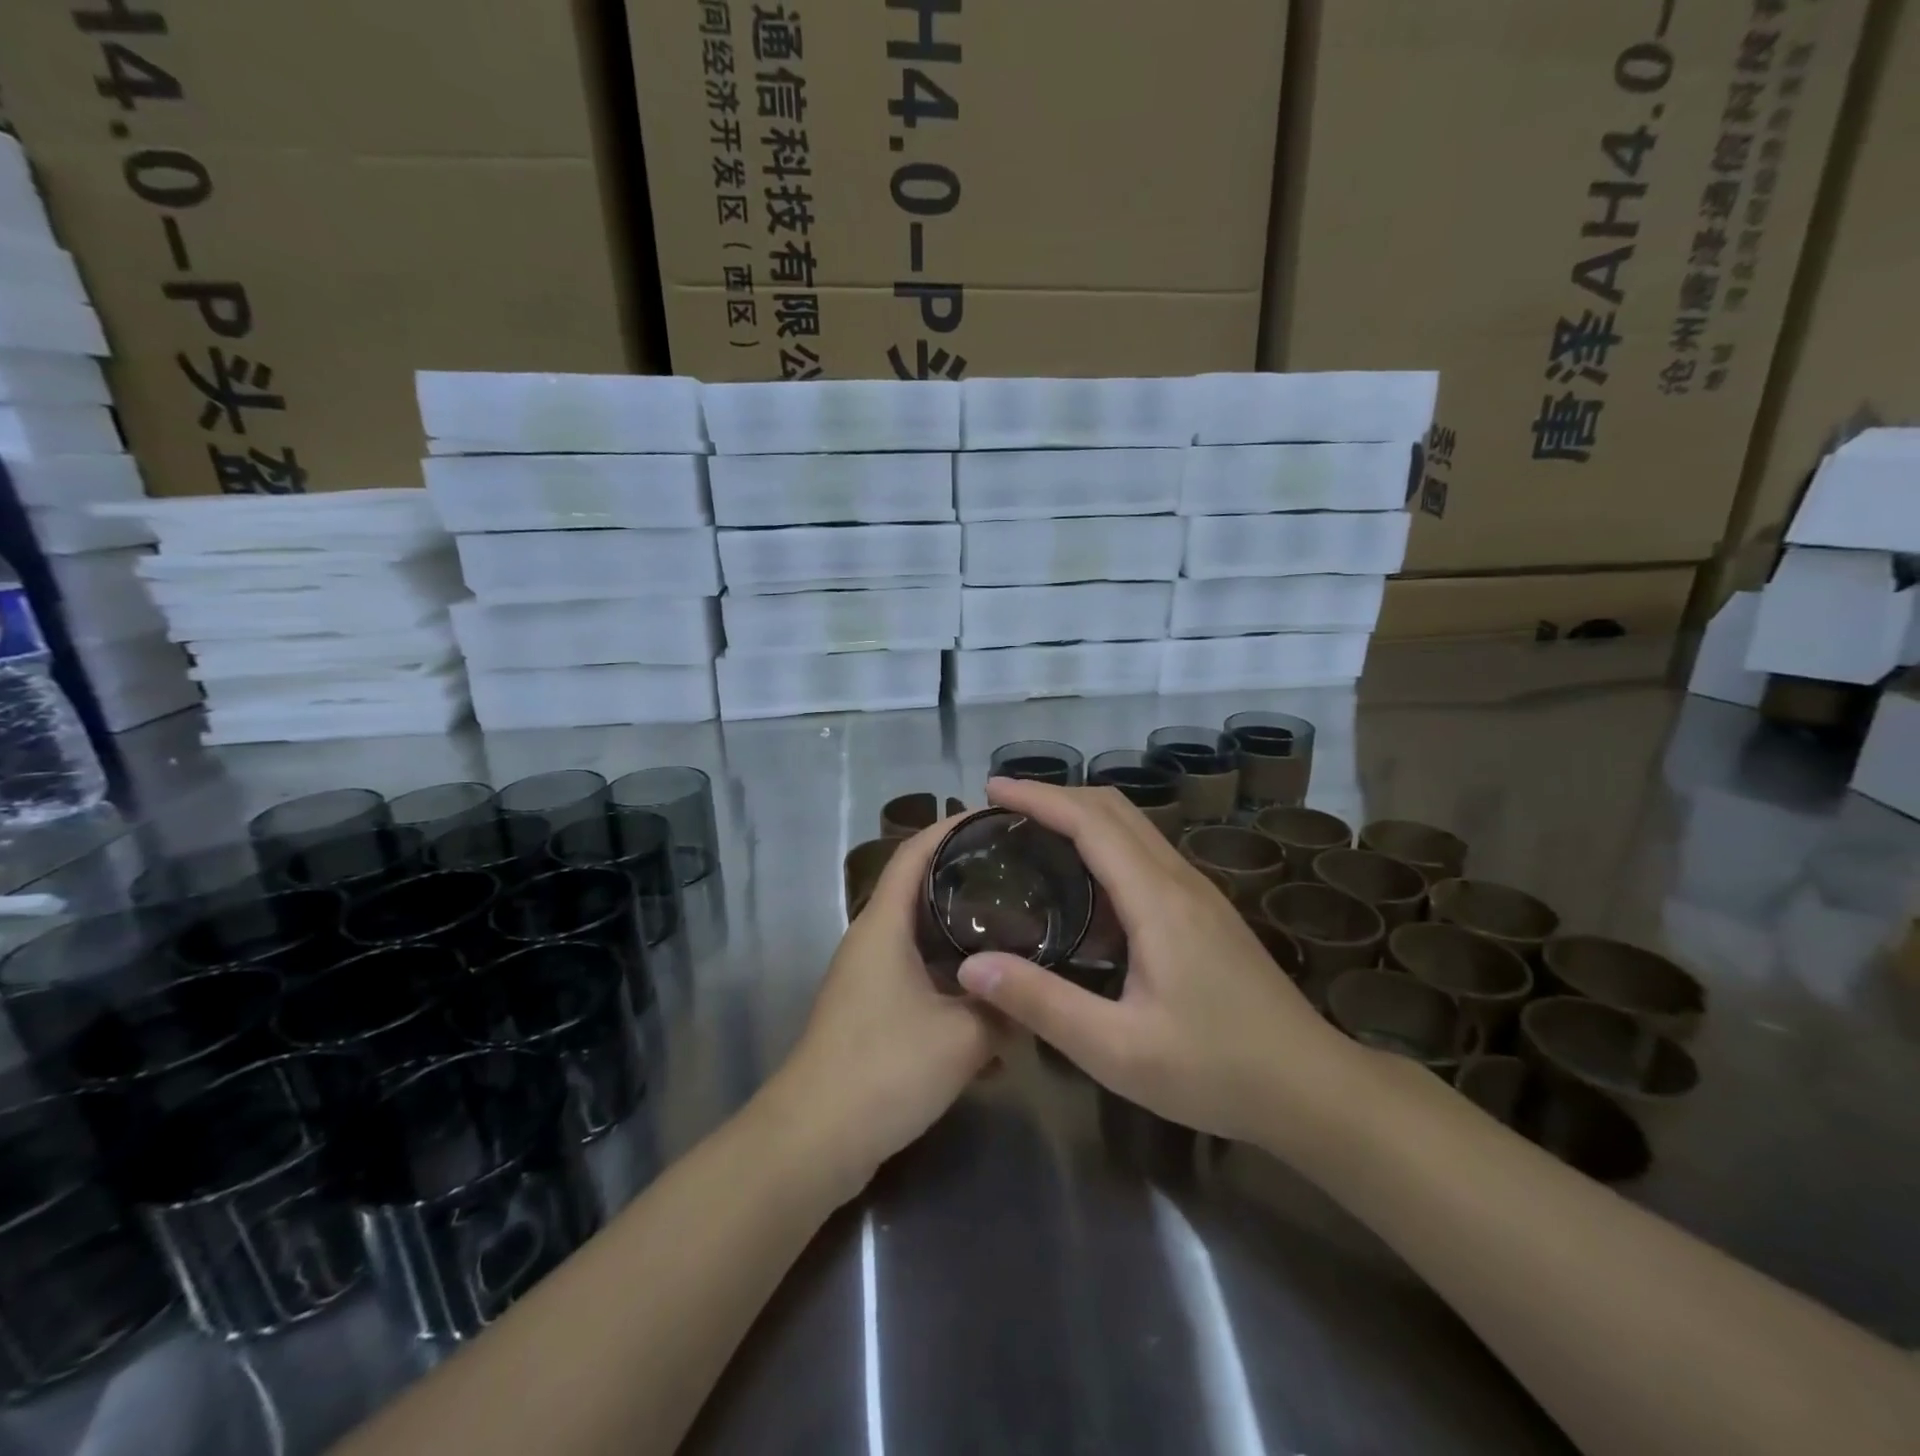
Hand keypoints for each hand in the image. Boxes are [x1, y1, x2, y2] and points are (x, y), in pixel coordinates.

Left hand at [770, 817, 999, 1197]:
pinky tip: (994, 1003)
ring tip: (1018, 929)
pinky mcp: (874, 1011)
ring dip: (965, 933)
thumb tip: (1034, 993)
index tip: (998, 816)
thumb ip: (1005, 1010)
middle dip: (969, 878)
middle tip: (1023, 873)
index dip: (954, 827)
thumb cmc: (884, 1070)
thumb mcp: (963, 1038)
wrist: (814, 1141)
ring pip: (924, 937)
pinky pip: (922, 977)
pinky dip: (955, 979)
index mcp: (884, 924)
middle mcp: (873, 940)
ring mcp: (870, 977)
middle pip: (922, 889)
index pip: (916, 851)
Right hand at [955, 779, 1357, 1145]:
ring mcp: (1198, 892)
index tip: (991, 790)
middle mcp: (1179, 880)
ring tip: (1032, 834)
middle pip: (1114, 809)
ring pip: (1133, 828)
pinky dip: (1104, 844)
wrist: (1312, 1087)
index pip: (1091, 822)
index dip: (1039, 798)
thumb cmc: (1215, 1070)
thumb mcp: (1117, 1049)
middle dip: (1056, 796)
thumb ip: (1042, 1003)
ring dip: (1081, 816)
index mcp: (1157, 900)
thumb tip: (971, 966)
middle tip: (1003, 808)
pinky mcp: (1205, 912)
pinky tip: (1082, 885)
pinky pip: (1145, 855)